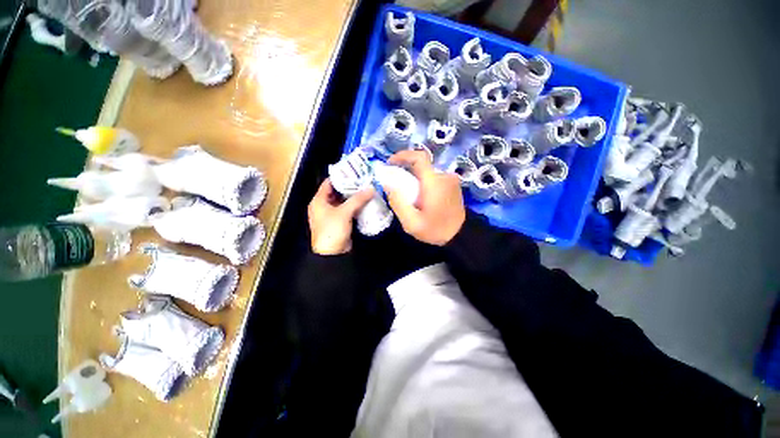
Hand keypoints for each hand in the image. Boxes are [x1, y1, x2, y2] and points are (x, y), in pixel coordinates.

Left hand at [308, 178, 373, 254]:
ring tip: (366, 189)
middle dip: (349, 187)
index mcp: (318, 201)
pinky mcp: (339, 222)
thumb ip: (358, 199)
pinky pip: (347, 210)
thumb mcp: (344, 212)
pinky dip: (354, 206)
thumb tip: (371, 188)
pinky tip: (364, 202)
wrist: (332, 254)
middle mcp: (323, 206)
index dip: (340, 177)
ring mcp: (332, 214)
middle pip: (337, 192)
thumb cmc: (332, 230)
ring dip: (353, 197)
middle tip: (363, 180)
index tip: (354, 171)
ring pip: (343, 202)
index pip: (328, 183)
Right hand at [384, 150, 465, 245]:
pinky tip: (420, 196)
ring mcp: (450, 179)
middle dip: (406, 169)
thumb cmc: (436, 230)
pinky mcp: (453, 184)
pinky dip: (423, 181)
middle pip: (421, 164)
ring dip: (415, 177)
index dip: (403, 155)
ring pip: (427, 171)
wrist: (461, 236)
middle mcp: (444, 176)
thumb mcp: (411, 223)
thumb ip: (398, 202)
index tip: (390, 163)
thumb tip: (387, 184)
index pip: (419, 157)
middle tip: (395, 182)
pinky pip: (434, 177)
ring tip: (407, 192)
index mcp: (434, 182)